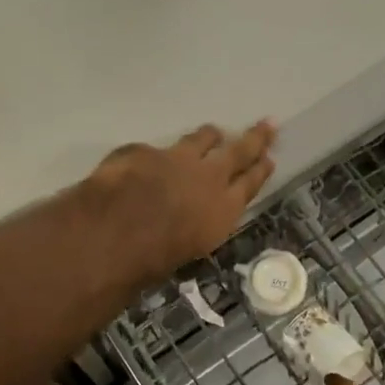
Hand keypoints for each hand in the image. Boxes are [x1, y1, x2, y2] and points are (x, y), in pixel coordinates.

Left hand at [85, 120, 276, 282]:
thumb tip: (191, 220)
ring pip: (200, 139)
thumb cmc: (154, 259)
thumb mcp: (190, 250)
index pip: (249, 184)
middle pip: (237, 152)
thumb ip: (198, 227)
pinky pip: (154, 150)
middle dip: (254, 138)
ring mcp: (176, 159)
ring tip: (214, 133)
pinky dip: (155, 156)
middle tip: (267, 125)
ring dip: (209, 136)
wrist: (116, 233)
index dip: (260, 171)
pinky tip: (147, 160)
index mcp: (222, 209)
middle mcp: (207, 177)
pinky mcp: (144, 151)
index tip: (268, 159)